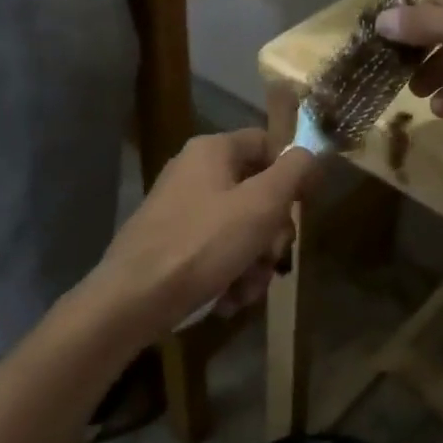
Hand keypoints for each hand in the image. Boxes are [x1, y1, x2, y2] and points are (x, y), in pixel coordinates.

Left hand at [86, 130, 319, 336]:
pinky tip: (228, 299)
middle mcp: (195, 172)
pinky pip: (216, 251)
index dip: (292, 171)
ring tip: (247, 289)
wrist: (133, 299)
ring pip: (240, 229)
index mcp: (213, 151)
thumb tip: (309, 152)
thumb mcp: (261, 204)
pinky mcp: (173, 244)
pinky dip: (229, 274)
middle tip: (274, 258)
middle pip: (256, 192)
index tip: (305, 205)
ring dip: (254, 262)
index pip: (267, 143)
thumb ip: (293, 172)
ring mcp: (181, 210)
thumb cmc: (203, 244)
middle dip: (272, 232)